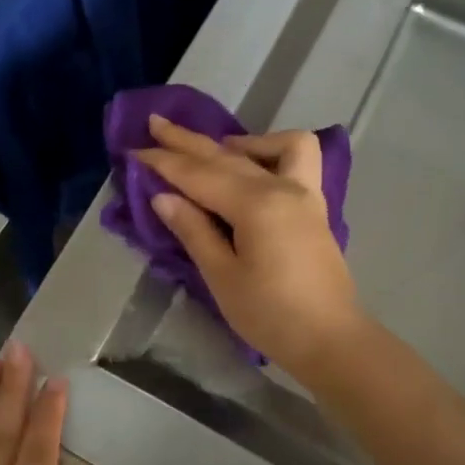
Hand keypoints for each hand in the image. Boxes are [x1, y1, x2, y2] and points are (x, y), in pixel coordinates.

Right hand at [134, 113, 362, 379]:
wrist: (330, 340)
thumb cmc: (270, 315)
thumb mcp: (222, 277)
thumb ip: (194, 230)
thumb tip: (163, 197)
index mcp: (256, 205)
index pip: (199, 175)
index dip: (164, 162)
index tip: (134, 149)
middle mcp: (282, 187)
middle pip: (227, 155)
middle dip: (187, 141)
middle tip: (155, 124)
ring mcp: (304, 193)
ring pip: (269, 147)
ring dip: (236, 141)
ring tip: (210, 149)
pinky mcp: (314, 206)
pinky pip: (296, 159)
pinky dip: (271, 152)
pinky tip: (252, 165)